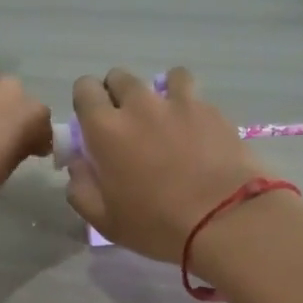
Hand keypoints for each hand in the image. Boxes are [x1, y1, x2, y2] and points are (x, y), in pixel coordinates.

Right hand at [64, 67, 271, 262]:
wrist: (224, 219)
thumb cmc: (157, 225)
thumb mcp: (105, 220)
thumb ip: (81, 188)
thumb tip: (77, 165)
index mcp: (105, 129)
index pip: (84, 90)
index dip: (87, 103)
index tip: (94, 124)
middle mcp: (139, 105)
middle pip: (120, 78)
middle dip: (118, 95)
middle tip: (129, 126)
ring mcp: (179, 103)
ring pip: (162, 77)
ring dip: (159, 92)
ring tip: (167, 119)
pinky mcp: (212, 110)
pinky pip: (195, 94)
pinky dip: (190, 105)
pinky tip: (197, 129)